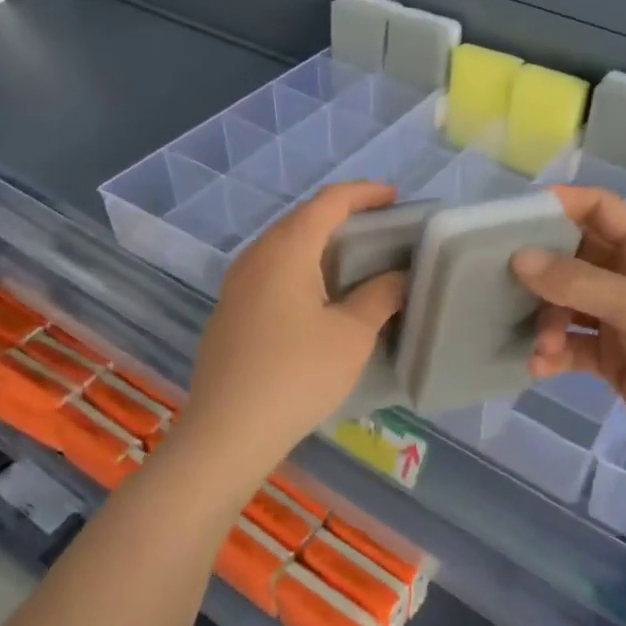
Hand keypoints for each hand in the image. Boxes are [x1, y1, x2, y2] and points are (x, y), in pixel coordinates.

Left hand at [182, 183, 407, 478]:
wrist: (226, 432)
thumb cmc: (297, 375)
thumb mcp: (351, 335)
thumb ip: (380, 296)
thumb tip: (399, 277)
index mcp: (286, 249)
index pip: (328, 202)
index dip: (364, 193)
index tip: (395, 198)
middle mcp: (256, 256)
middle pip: (302, 218)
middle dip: (342, 215)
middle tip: (380, 229)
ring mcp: (237, 284)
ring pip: (283, 245)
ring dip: (319, 242)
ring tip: (354, 259)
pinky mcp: (230, 311)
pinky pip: (271, 270)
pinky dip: (300, 267)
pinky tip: (317, 296)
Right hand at [513, 187, 625, 484]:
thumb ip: (580, 282)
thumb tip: (519, 258)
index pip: (603, 211)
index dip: (563, 205)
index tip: (517, 217)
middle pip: (577, 257)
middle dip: (544, 271)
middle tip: (507, 284)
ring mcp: (623, 323)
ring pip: (568, 304)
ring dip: (547, 320)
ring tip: (542, 346)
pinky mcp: (613, 362)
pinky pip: (571, 345)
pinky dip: (553, 353)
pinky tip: (540, 368)